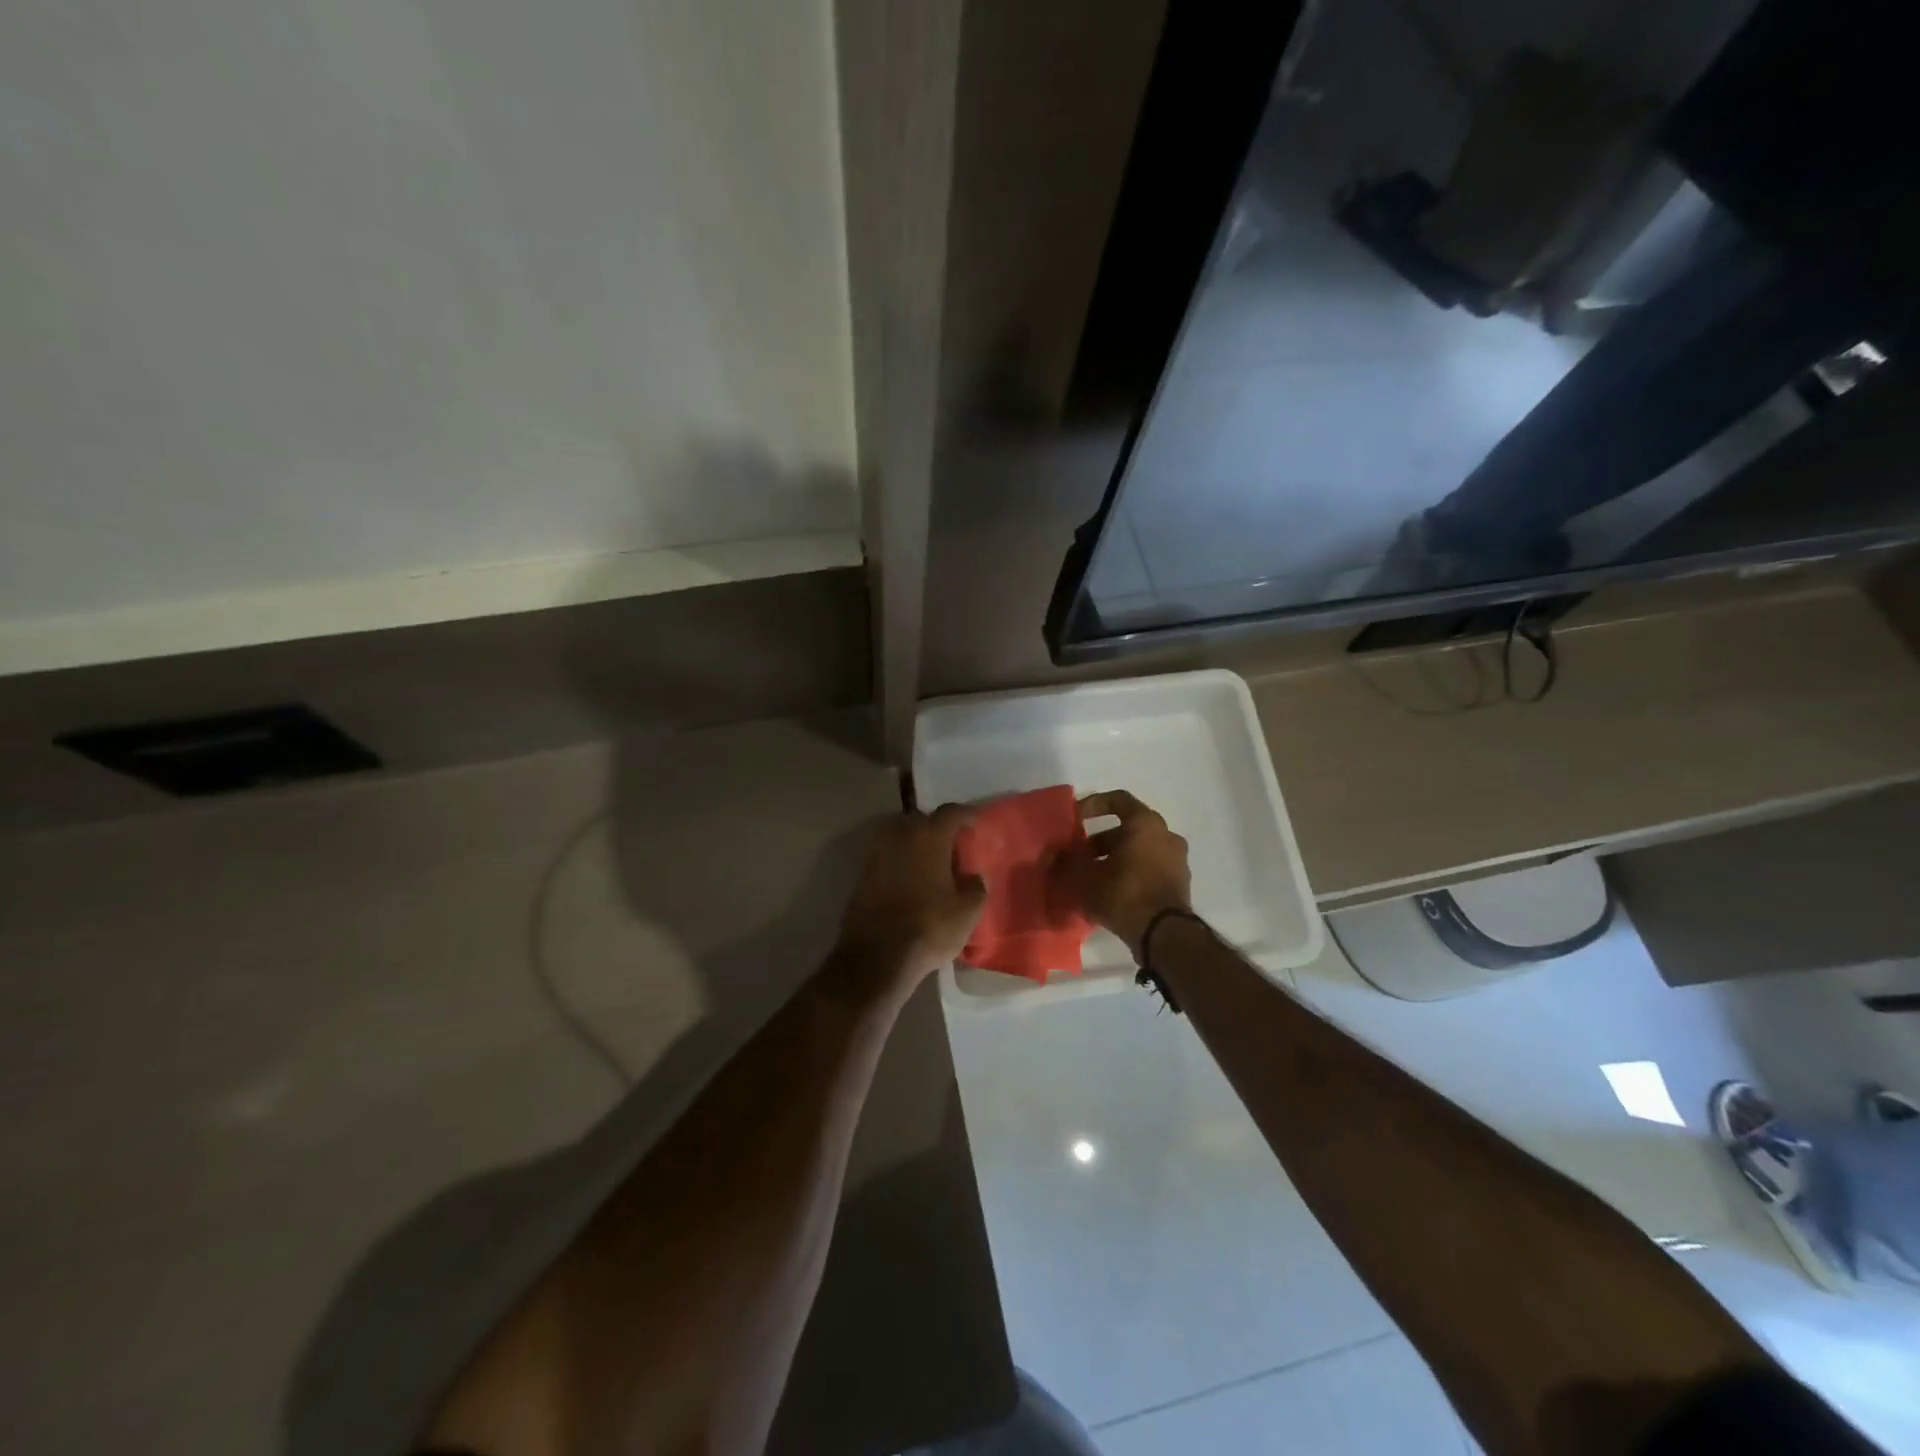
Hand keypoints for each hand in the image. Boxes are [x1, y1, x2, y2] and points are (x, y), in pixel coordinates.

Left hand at [836, 805, 986, 985]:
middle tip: (951, 844)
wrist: (877, 955)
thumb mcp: (967, 911)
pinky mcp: (861, 874)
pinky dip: (899, 861)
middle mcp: (900, 836)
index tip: (974, 822)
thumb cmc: (929, 927)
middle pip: (920, 820)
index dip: (965, 815)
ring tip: (929, 861)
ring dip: (914, 843)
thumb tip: (972, 877)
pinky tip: (910, 879)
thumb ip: (976, 887)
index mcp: (929, 836)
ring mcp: (876, 854)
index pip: (950, 812)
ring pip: (899, 836)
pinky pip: (886, 856)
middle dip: (936, 827)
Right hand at [1057, 790, 1191, 958]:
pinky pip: (1148, 870)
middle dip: (1100, 841)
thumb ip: (1065, 861)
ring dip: (1114, 859)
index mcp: (1146, 823)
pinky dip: (1129, 875)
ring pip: (1138, 851)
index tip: (1075, 819)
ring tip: (1091, 879)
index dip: (1093, 805)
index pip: (1118, 800)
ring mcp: (1177, 861)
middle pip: (1128, 829)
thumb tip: (1052, 855)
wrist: (1164, 935)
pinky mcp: (1179, 885)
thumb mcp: (1083, 877)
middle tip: (1079, 856)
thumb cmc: (1124, 893)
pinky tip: (1109, 894)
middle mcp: (1166, 836)